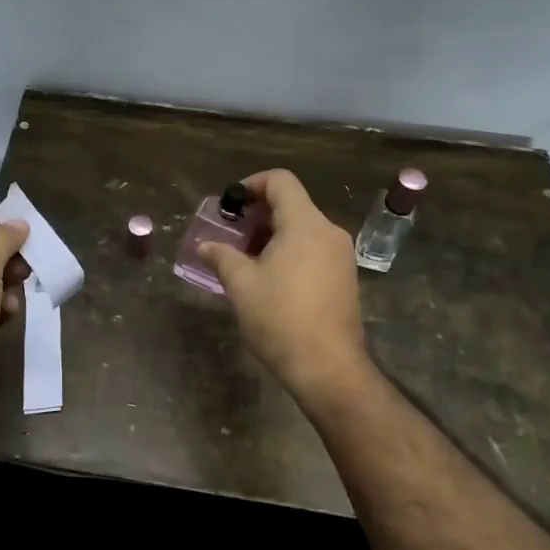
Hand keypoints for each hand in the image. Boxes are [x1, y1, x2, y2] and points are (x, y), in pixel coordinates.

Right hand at [198, 169, 368, 397]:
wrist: (328, 368)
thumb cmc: (280, 319)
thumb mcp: (241, 285)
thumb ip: (221, 257)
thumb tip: (205, 245)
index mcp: (305, 224)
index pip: (280, 181)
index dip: (252, 184)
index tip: (230, 205)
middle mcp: (328, 232)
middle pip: (292, 204)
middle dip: (257, 215)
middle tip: (231, 236)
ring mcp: (341, 256)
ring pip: (302, 229)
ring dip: (272, 235)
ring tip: (245, 260)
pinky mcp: (345, 278)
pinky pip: (313, 249)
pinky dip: (289, 251)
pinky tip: (269, 279)